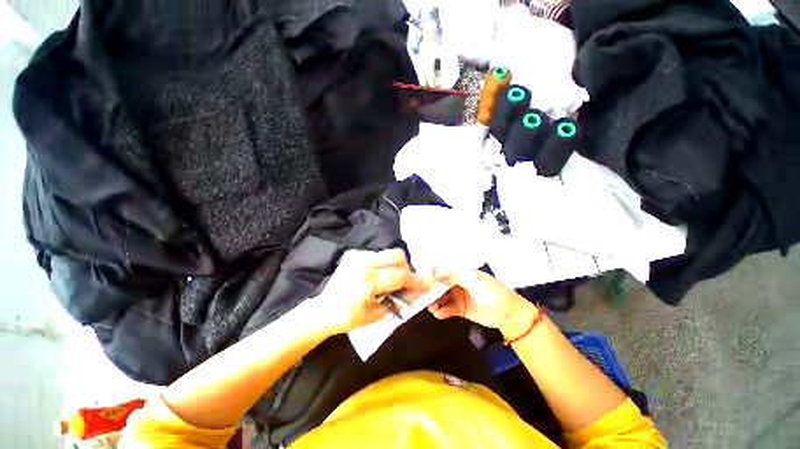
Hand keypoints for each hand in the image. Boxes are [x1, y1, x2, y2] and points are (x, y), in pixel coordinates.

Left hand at [313, 249, 430, 335]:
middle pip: (398, 255)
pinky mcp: (354, 254)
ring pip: (388, 254)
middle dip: (406, 268)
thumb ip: (398, 301)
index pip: (401, 276)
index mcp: (369, 281)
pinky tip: (377, 276)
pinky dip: (382, 264)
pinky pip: (377, 255)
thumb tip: (415, 292)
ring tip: (389, 280)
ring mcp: (358, 256)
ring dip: (394, 266)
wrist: (323, 309)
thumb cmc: (349, 317)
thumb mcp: (377, 314)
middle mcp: (364, 263)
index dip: (416, 281)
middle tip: (405, 282)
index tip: (424, 285)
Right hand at [428, 269, 536, 336]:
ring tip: (429, 306)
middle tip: (422, 296)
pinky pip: (447, 309)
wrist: (509, 315)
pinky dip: (441, 311)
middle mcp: (458, 284)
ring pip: (442, 297)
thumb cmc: (493, 293)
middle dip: (431, 290)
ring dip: (434, 301)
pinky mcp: (460, 309)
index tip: (423, 282)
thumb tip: (435, 270)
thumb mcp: (473, 280)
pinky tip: (437, 313)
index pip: (443, 272)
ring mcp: (458, 297)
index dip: (433, 276)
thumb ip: (454, 275)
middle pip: (440, 285)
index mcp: (461, 273)